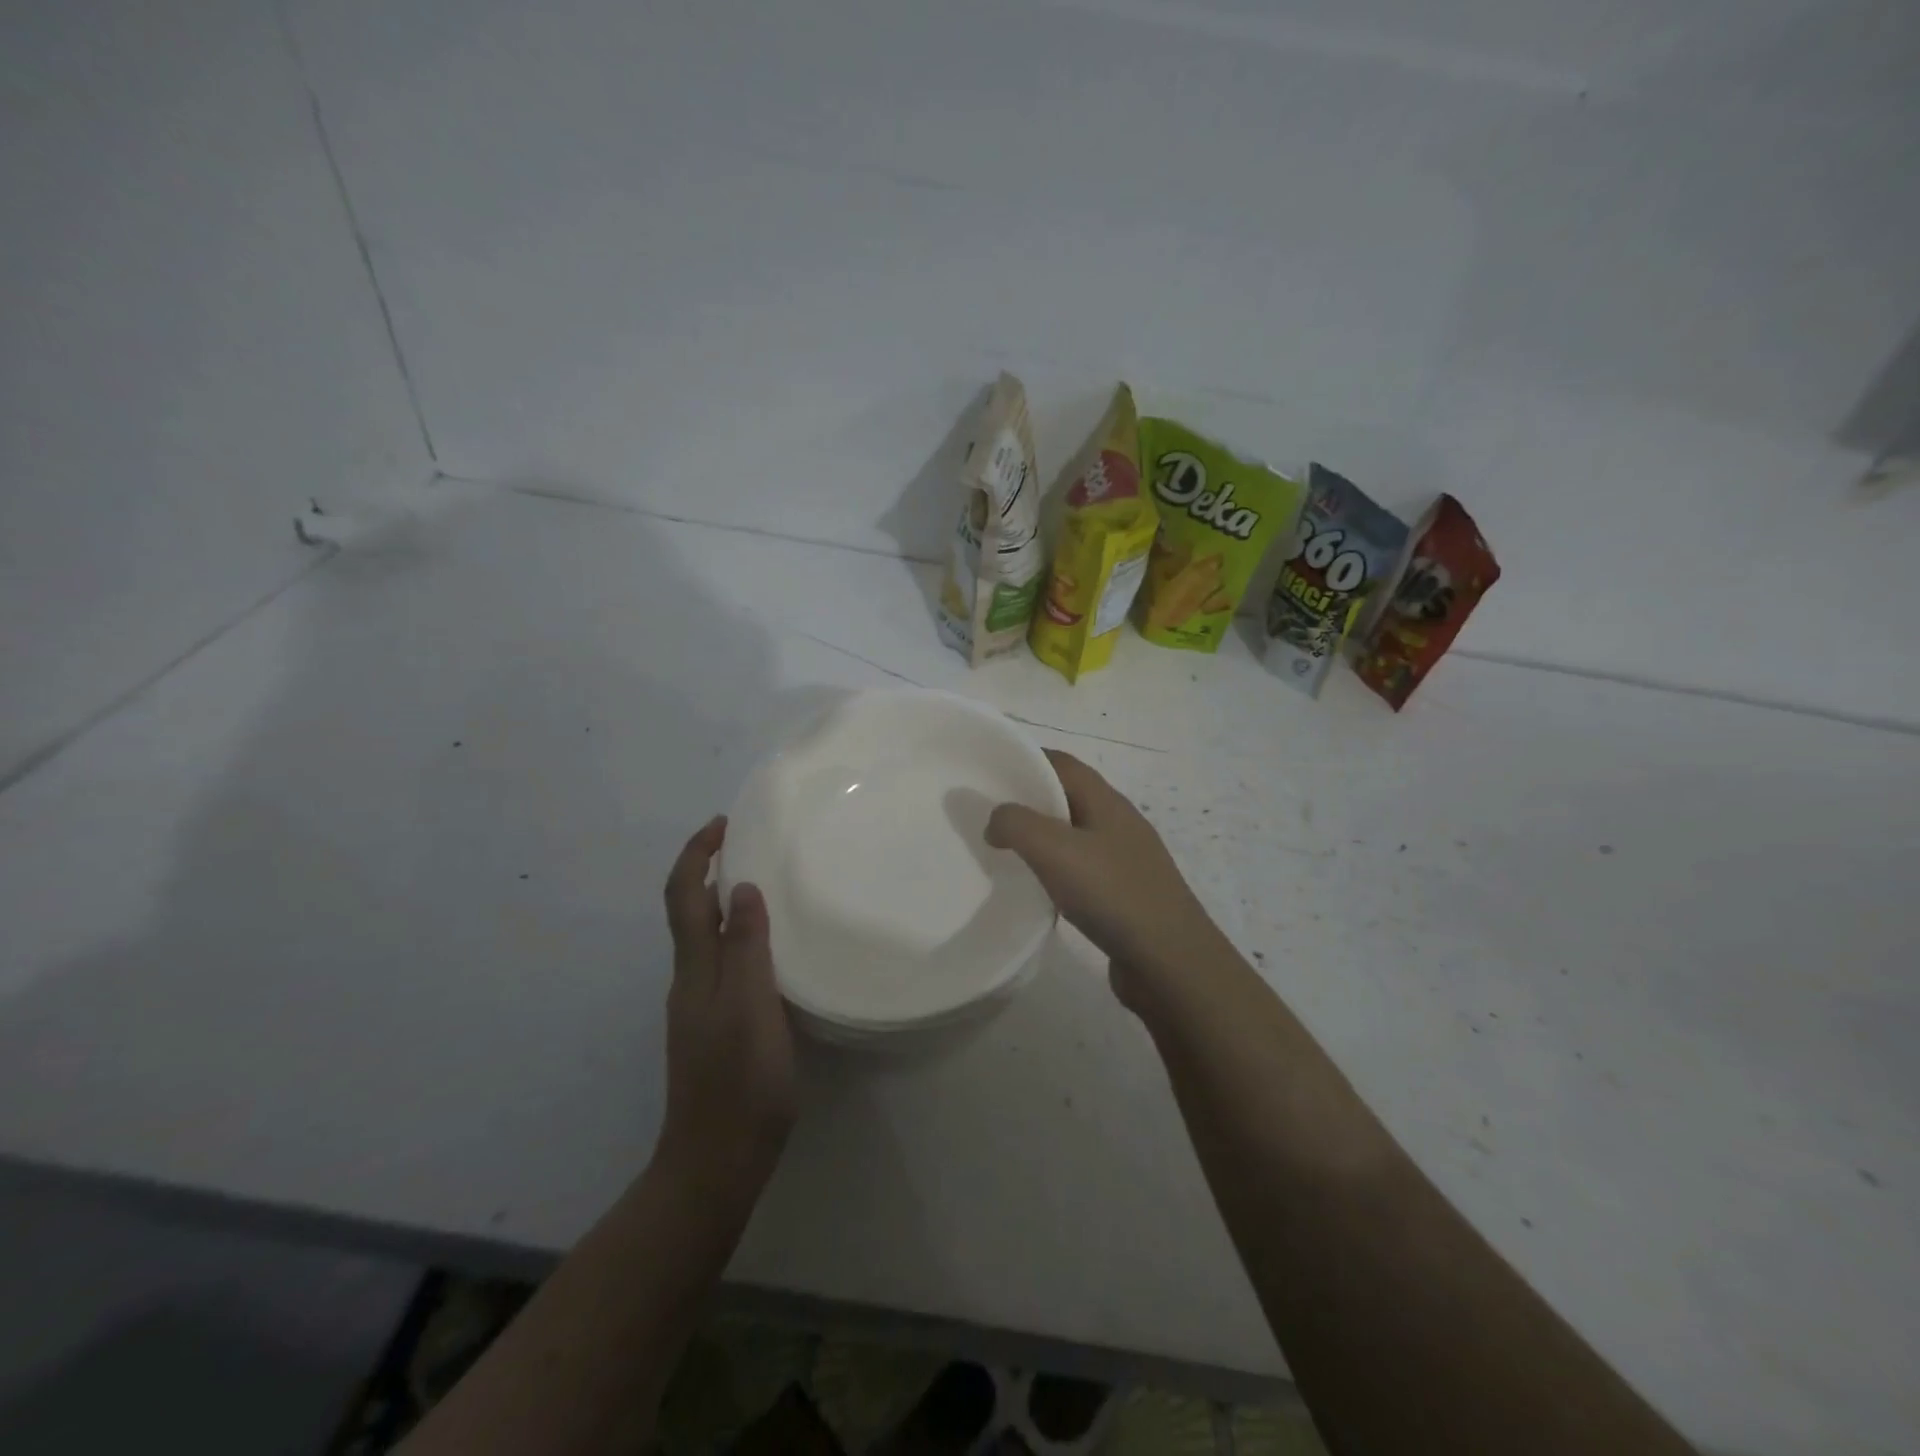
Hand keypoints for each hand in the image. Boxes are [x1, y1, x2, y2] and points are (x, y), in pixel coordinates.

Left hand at [657, 817, 796, 1198]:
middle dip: (710, 870)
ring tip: (767, 887)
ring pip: (706, 939)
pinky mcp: (716, 1028)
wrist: (716, 1162)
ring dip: (724, 903)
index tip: (723, 824)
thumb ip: (745, 946)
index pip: (684, 895)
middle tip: (753, 847)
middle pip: (689, 912)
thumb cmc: (740, 1081)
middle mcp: (690, 981)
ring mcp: (700, 1007)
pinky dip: (738, 937)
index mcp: (695, 969)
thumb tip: (739, 887)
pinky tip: (771, 949)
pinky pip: (722, 964)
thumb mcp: (751, 1006)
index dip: (696, 854)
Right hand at [986, 750, 1223, 1006]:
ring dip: (1041, 837)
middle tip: (987, 814)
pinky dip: (1056, 870)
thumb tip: (996, 820)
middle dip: (1028, 799)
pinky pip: (1082, 869)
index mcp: (1106, 801)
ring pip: (1074, 835)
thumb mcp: (1054, 850)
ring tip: (1004, 851)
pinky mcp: (1125, 895)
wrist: (1171, 963)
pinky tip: (1038, 890)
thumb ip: (1016, 824)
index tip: (988, 771)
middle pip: (1067, 796)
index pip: (1061, 763)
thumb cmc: (1113, 895)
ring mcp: (1125, 860)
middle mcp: (1119, 823)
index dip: (1025, 758)